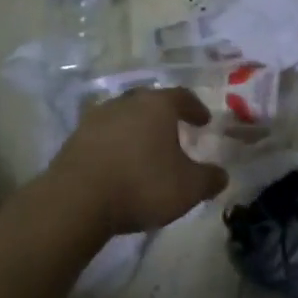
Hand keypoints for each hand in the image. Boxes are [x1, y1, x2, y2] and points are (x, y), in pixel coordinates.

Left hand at [49, 87, 229, 236]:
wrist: (76, 200)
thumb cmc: (142, 185)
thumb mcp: (188, 188)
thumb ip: (209, 179)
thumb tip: (221, 175)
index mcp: (158, 105)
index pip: (182, 96)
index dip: (195, 108)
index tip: (203, 121)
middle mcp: (127, 102)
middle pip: (150, 101)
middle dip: (163, 115)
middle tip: (173, 131)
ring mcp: (97, 118)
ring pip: (124, 116)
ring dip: (136, 129)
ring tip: (144, 149)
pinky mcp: (75, 138)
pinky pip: (103, 135)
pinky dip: (114, 144)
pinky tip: (117, 163)